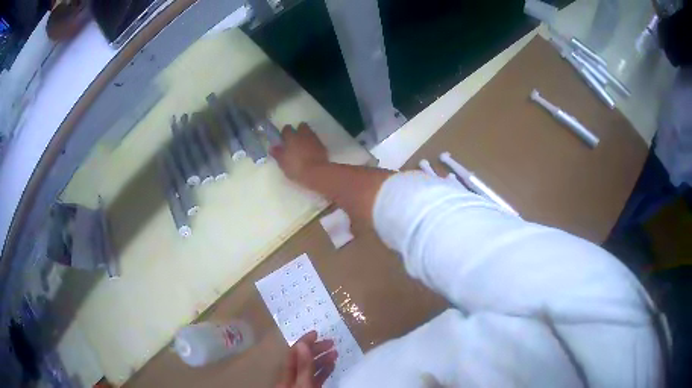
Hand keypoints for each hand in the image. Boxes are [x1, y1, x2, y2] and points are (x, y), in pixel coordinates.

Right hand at [270, 123, 328, 185]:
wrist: (316, 172)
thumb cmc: (296, 167)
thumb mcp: (282, 163)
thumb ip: (277, 154)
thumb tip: (273, 147)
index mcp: (291, 137)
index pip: (286, 128)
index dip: (285, 133)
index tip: (284, 140)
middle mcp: (303, 134)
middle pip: (301, 126)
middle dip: (298, 131)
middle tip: (295, 141)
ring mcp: (314, 139)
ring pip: (310, 132)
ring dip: (307, 137)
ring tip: (304, 147)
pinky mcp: (323, 146)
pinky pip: (317, 142)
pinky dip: (314, 145)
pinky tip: (312, 153)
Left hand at [276, 331, 337, 387]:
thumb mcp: (303, 382)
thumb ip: (303, 365)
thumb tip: (302, 344)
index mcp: (285, 374)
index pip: (293, 353)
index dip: (304, 342)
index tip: (316, 333)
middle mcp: (291, 377)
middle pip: (302, 359)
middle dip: (316, 349)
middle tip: (331, 342)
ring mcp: (300, 383)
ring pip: (311, 368)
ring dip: (322, 359)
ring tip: (335, 352)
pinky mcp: (309, 387)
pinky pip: (316, 377)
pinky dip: (324, 370)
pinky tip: (332, 365)